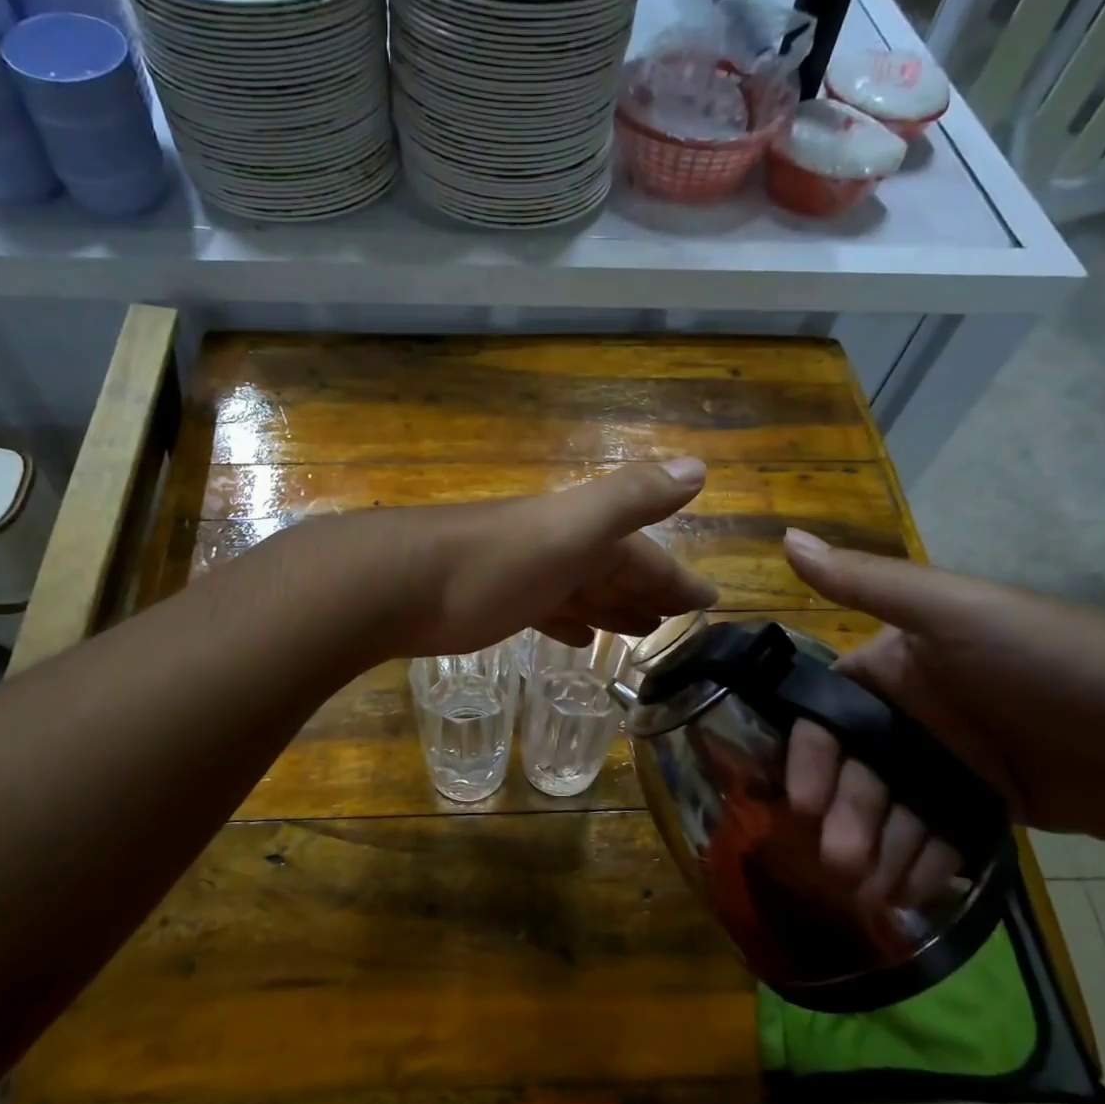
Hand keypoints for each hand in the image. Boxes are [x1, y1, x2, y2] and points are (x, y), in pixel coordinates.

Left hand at [292, 458, 717, 659]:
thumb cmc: (490, 564)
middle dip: (648, 592)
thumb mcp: (569, 528)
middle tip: (678, 621)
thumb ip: (629, 498)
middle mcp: (554, 548)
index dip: (676, 578)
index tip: (709, 603)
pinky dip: (566, 620)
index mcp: (579, 533)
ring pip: (579, 589)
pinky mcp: (490, 602)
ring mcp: (521, 574)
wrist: (395, 584)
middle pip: (612, 570)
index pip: (643, 554)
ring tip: (639, 631)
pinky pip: (544, 609)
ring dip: (611, 606)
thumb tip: (699, 466)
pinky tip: (576, 637)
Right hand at [780, 529, 1104, 909]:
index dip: (809, 756)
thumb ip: (866, 582)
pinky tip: (907, 895)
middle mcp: (915, 711)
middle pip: (856, 769)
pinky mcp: (989, 804)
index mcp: (897, 664)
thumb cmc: (1055, 661)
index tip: (801, 801)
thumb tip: (785, 537)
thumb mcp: (954, 611)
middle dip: (844, 814)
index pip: (829, 713)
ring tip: (872, 890)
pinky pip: (937, 836)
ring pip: (892, 810)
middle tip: (841, 864)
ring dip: (875, 847)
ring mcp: (953, 761)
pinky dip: (917, 864)